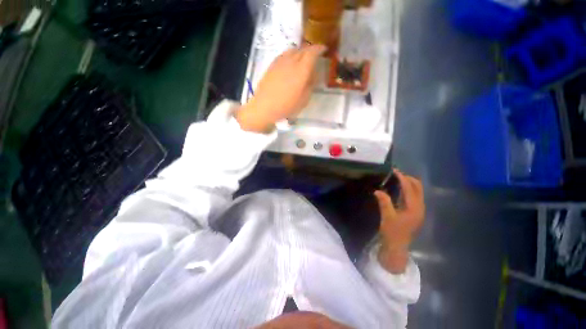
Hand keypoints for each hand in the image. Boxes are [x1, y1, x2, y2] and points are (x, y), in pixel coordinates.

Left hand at [236, 45, 325, 132]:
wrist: (265, 106)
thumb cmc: (287, 106)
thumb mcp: (304, 100)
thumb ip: (310, 85)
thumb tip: (312, 75)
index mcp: (301, 70)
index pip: (312, 52)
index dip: (319, 49)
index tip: (324, 49)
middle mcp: (291, 61)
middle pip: (303, 49)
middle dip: (311, 49)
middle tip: (315, 55)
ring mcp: (280, 62)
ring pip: (293, 50)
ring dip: (300, 51)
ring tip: (302, 57)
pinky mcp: (272, 65)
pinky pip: (284, 54)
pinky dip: (290, 55)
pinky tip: (290, 62)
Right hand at [374, 170, 424, 273]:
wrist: (397, 246)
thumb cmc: (392, 232)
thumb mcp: (387, 216)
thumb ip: (384, 202)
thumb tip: (378, 190)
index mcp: (414, 208)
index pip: (409, 188)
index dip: (402, 178)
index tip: (394, 171)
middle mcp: (420, 207)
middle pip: (418, 188)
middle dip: (408, 179)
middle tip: (395, 174)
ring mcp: (419, 210)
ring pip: (417, 191)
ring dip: (409, 184)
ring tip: (396, 179)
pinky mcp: (415, 212)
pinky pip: (414, 196)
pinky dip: (408, 190)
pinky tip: (399, 189)